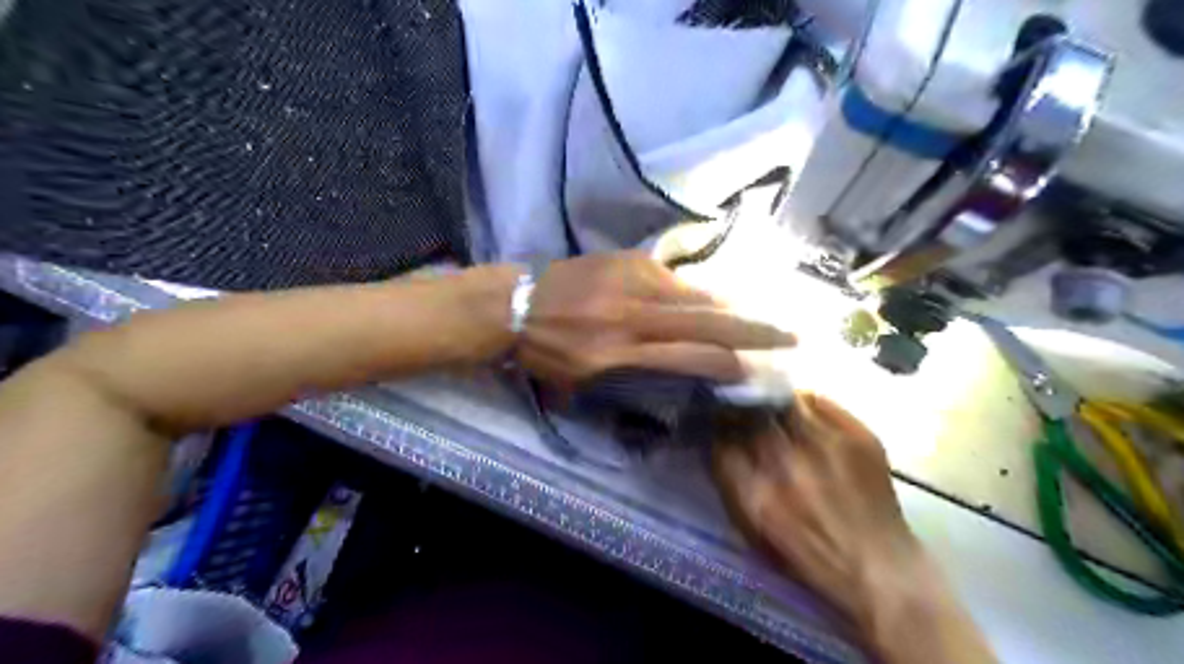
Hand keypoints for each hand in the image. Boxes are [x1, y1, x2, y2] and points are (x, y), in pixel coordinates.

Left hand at [519, 252, 794, 388]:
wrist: (516, 303)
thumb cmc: (545, 352)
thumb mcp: (582, 382)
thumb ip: (630, 378)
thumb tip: (674, 373)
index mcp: (619, 352)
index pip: (690, 357)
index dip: (728, 364)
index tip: (758, 370)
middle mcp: (634, 315)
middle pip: (706, 322)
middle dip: (754, 330)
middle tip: (793, 335)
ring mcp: (633, 281)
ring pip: (696, 295)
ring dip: (732, 308)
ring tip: (762, 317)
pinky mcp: (630, 261)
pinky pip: (675, 279)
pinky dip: (698, 293)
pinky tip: (713, 300)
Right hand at [711, 398, 995, 660]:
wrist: (878, 566)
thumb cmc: (810, 554)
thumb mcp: (756, 529)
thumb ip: (732, 483)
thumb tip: (719, 441)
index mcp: (757, 494)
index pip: (721, 442)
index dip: (718, 430)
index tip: (719, 426)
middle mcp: (787, 463)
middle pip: (751, 416)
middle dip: (742, 411)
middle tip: (744, 411)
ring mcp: (825, 445)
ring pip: (784, 402)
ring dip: (773, 405)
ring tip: (774, 410)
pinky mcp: (857, 436)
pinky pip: (819, 400)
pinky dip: (806, 403)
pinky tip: (805, 415)